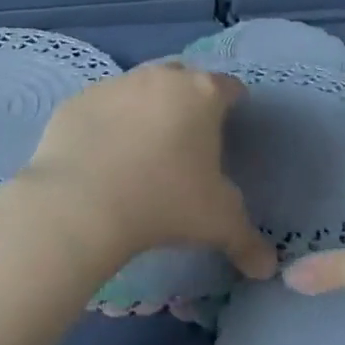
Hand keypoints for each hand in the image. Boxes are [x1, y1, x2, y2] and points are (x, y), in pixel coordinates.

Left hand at [16, 60, 276, 281]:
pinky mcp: (77, 101)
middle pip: (183, 77)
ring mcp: (115, 85)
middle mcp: (161, 78)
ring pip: (139, 87)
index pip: (229, 87)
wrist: (81, 205)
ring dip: (145, 108)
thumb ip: (247, 240)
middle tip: (187, 136)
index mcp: (202, 94)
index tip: (230, 126)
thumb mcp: (218, 224)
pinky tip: (102, 155)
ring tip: (141, 148)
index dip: (233, 103)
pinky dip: (106, 122)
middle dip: (187, 98)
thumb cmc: (165, 203)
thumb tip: (267, 267)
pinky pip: (100, 107)